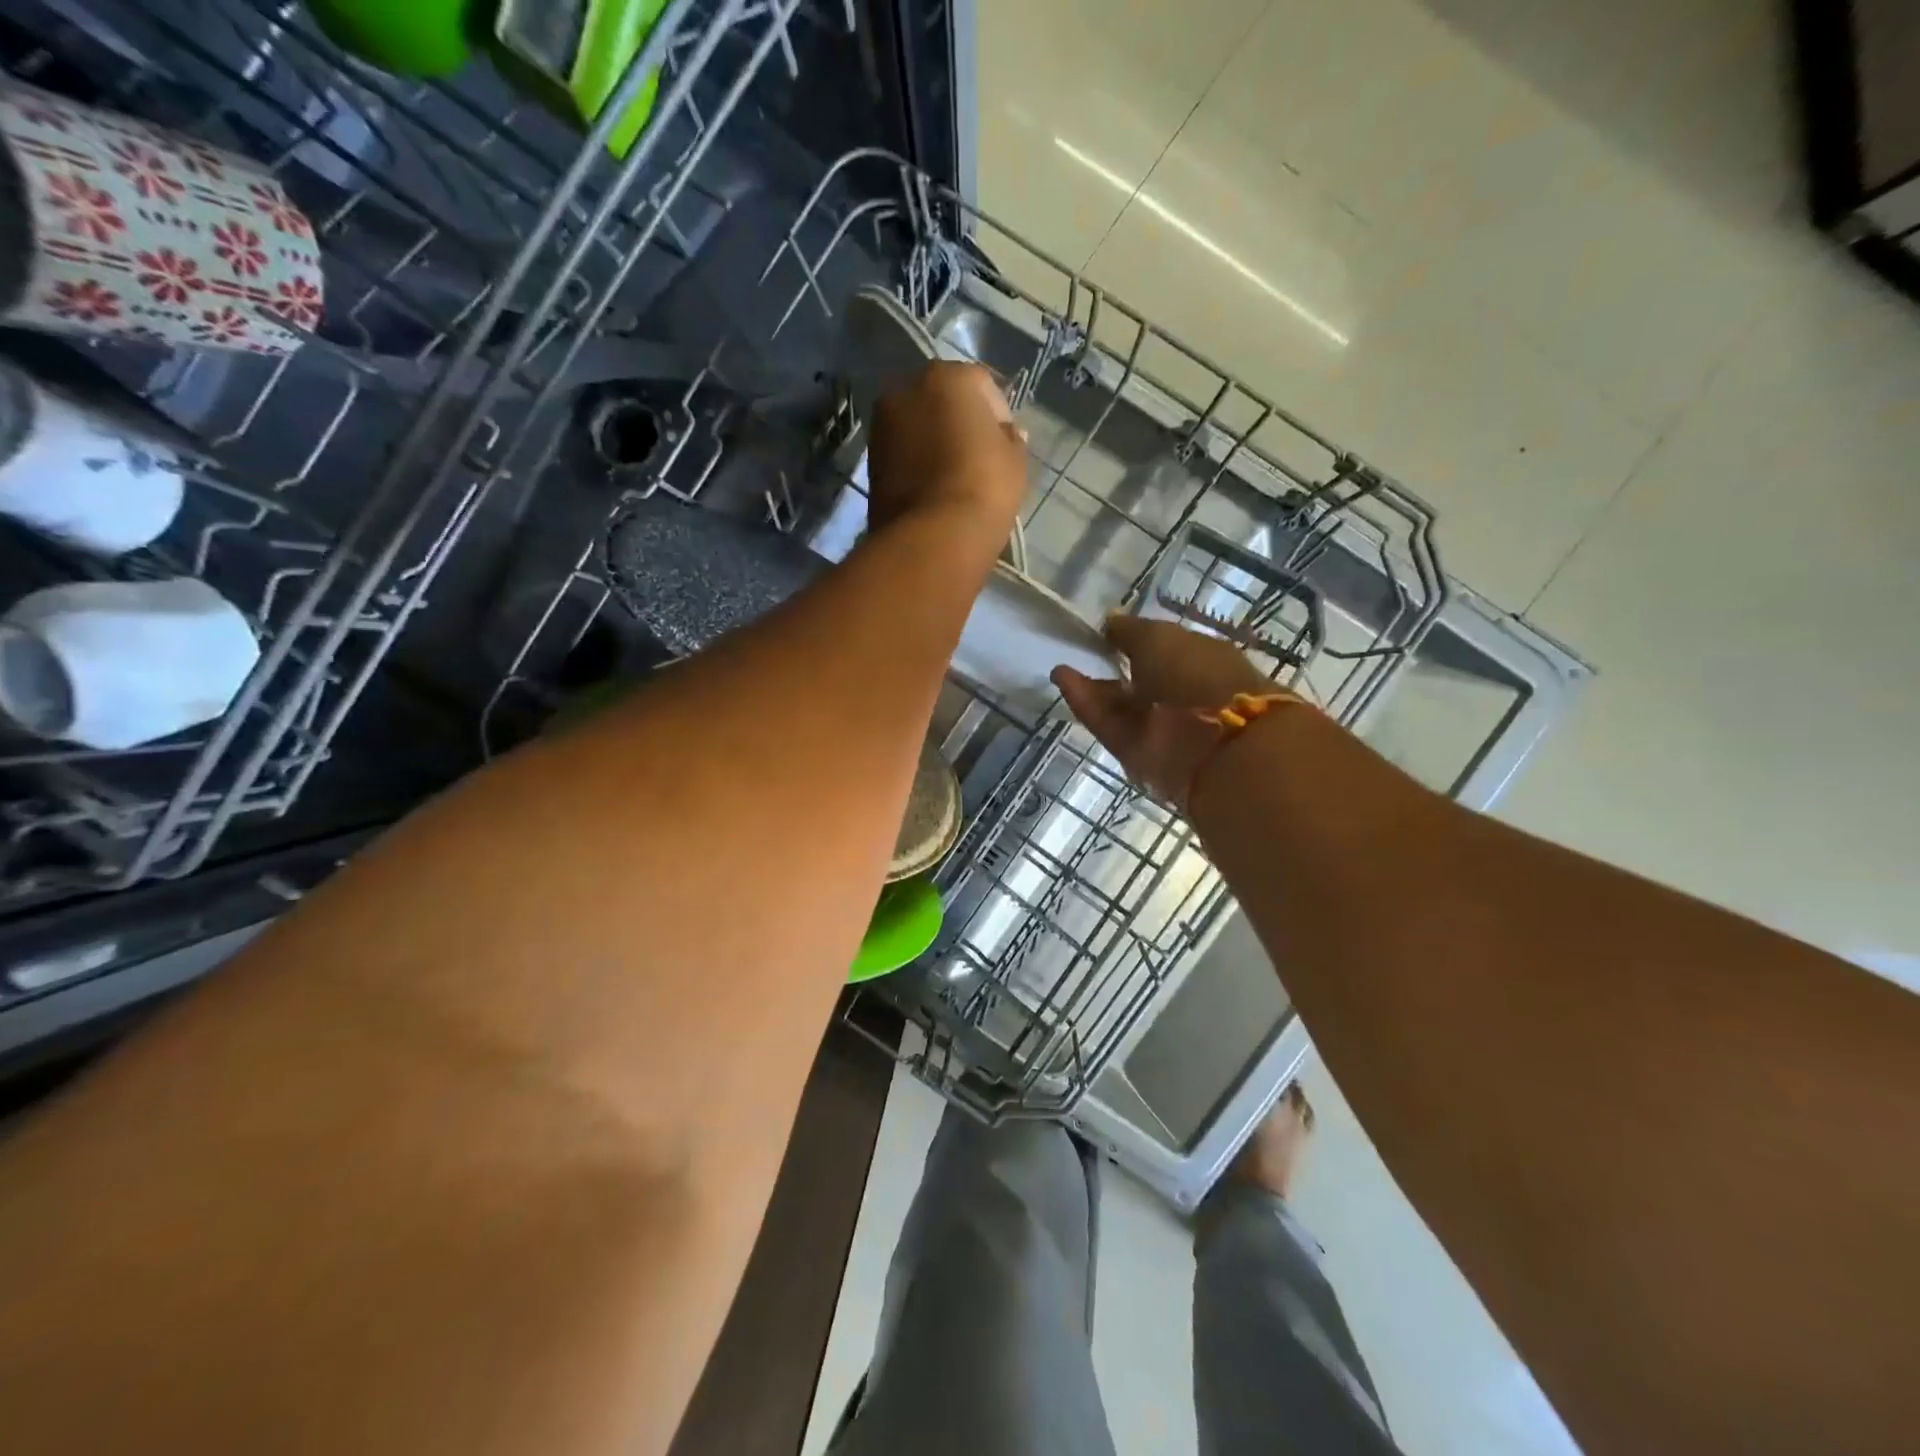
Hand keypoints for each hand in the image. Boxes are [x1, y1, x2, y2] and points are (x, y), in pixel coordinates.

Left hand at [867, 362, 1025, 540]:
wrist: (932, 537)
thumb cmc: (983, 487)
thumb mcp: (1015, 461)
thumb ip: (1010, 439)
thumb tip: (1005, 434)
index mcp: (947, 376)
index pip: (981, 385)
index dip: (997, 415)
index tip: (1004, 444)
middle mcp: (906, 389)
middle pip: (942, 400)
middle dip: (959, 423)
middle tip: (976, 457)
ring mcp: (882, 425)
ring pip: (918, 426)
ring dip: (934, 442)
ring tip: (953, 477)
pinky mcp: (869, 461)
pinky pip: (903, 453)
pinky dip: (916, 464)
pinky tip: (933, 489)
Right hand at [1052, 615, 1279, 809]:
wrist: (1211, 742)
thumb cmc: (1194, 673)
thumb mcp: (1158, 637)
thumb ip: (1129, 630)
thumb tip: (1109, 622)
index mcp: (1200, 659)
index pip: (1163, 649)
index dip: (1134, 640)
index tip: (1104, 633)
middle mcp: (1181, 694)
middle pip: (1138, 680)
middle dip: (1110, 666)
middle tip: (1078, 651)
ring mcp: (1159, 727)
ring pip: (1119, 705)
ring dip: (1091, 686)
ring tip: (1060, 667)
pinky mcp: (1136, 752)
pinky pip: (1107, 724)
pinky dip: (1085, 703)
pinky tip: (1062, 679)